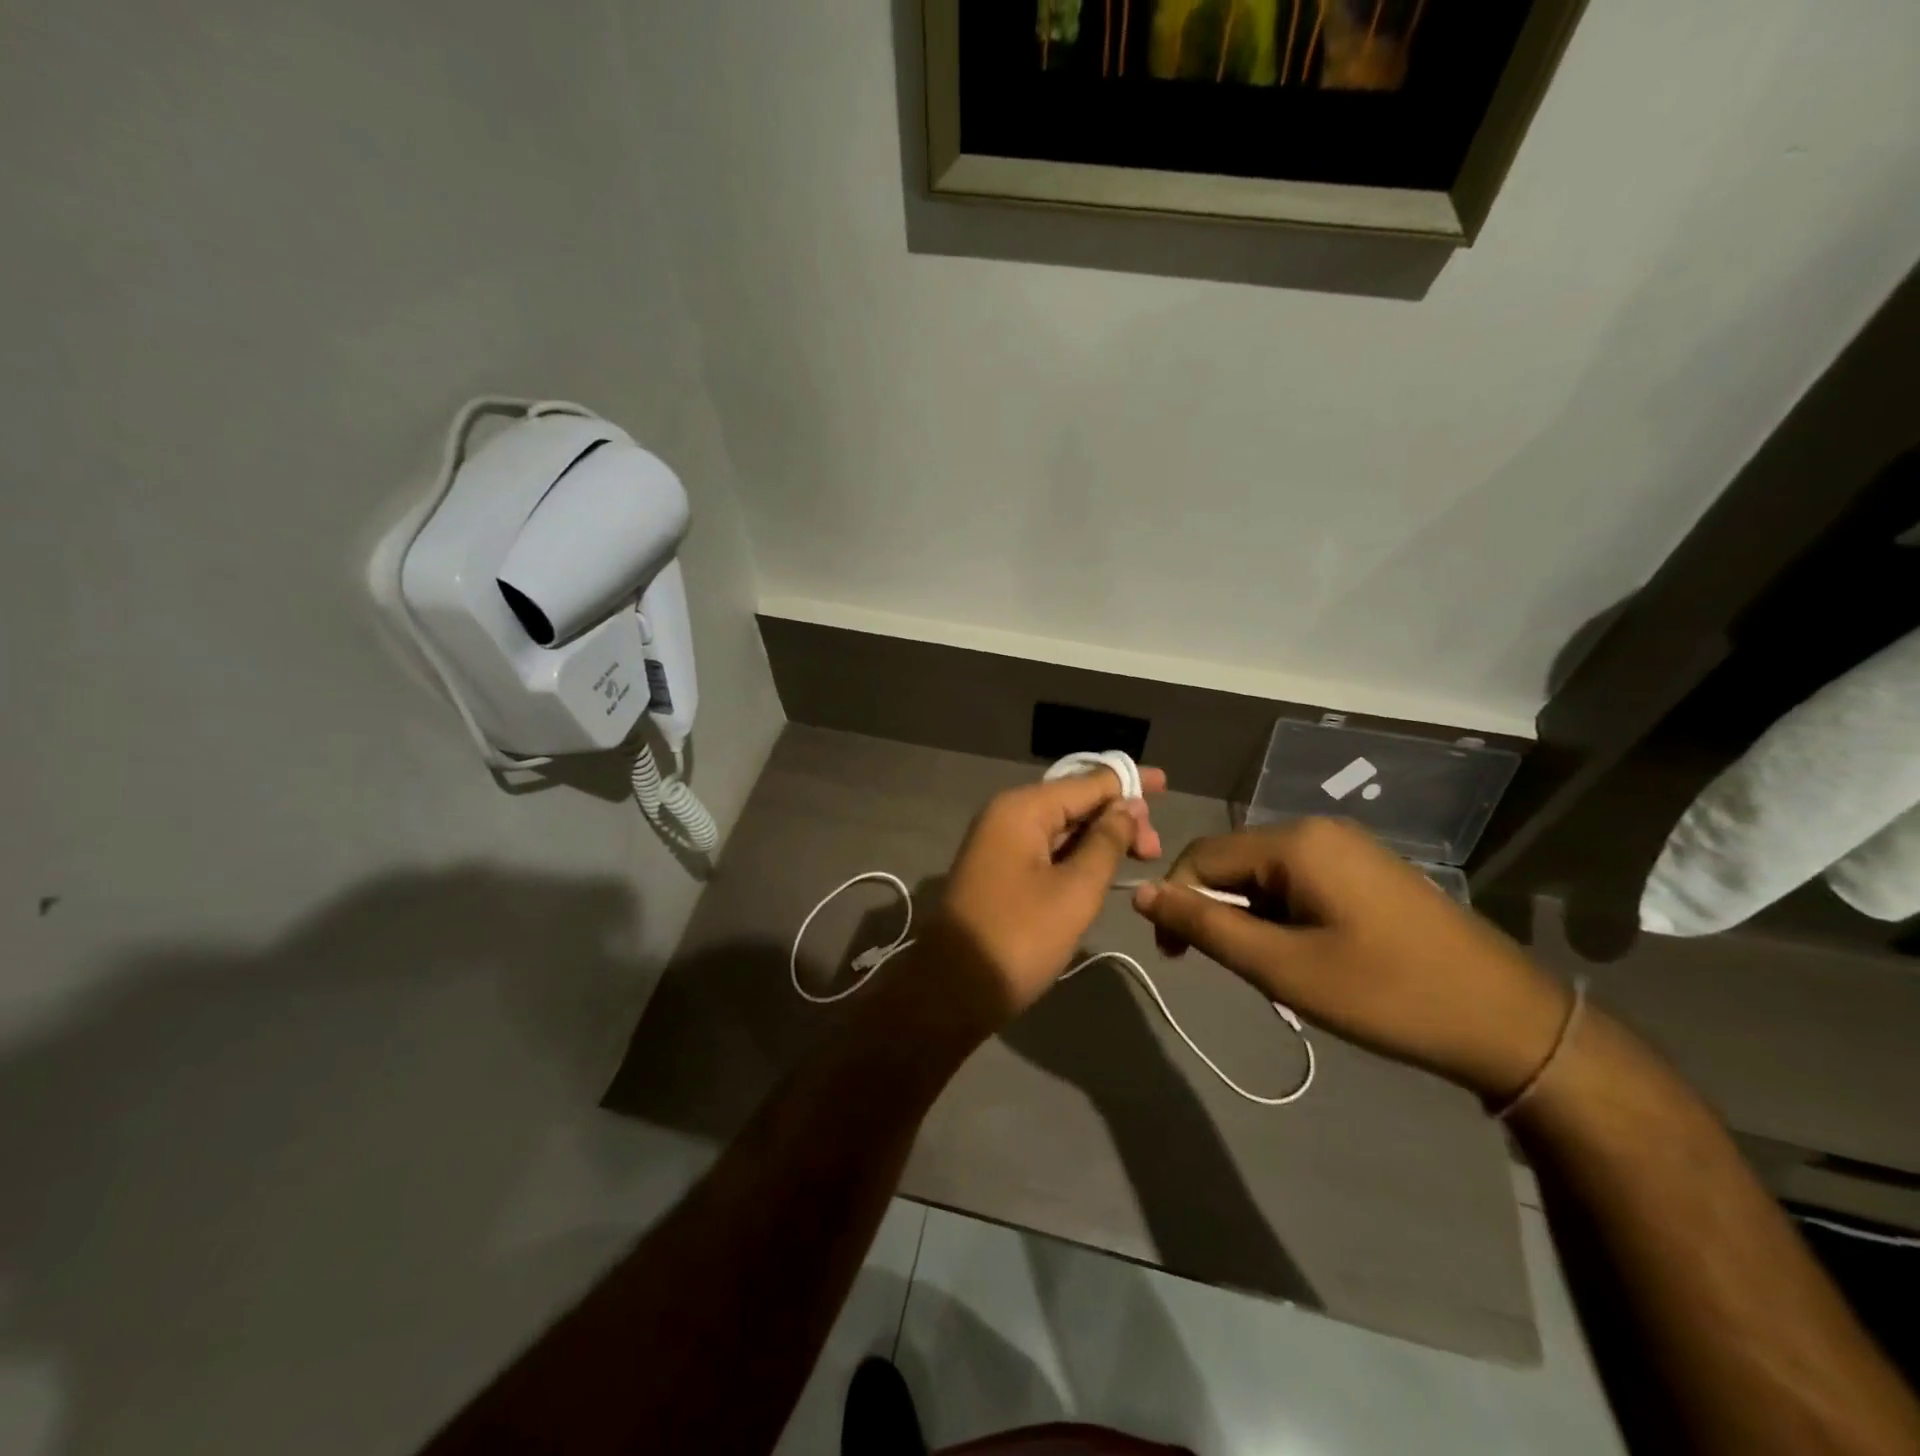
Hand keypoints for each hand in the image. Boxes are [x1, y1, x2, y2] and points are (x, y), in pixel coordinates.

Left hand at [921, 766, 1165, 1032]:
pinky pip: (1046, 847)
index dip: (1128, 782)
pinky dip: (1077, 854)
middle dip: (1117, 816)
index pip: (1086, 782)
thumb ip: (1106, 843)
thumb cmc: (1020, 938)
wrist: (953, 989)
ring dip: (1100, 837)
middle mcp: (1007, 814)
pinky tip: (1103, 867)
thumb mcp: (1075, 891)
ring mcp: (999, 842)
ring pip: (1061, 826)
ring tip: (1140, 857)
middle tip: (1154, 850)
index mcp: (1023, 809)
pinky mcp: (999, 868)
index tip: (1166, 783)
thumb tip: (1128, 807)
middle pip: (1073, 801)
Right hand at [1130, 818, 1569, 1101]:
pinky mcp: (1368, 870)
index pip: (1202, 856)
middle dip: (1218, 912)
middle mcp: (1319, 830)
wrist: (1510, 1023)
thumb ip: (1205, 926)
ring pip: (1266, 875)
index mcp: (1296, 842)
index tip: (1175, 957)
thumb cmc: (1386, 994)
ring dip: (1252, 918)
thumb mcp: (1282, 967)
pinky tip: (1309, 955)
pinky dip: (1284, 916)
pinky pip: (1300, 881)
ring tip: (1277, 971)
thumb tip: (1141, 893)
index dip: (1176, 902)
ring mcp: (1349, 847)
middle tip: (1235, 972)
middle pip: (1234, 862)